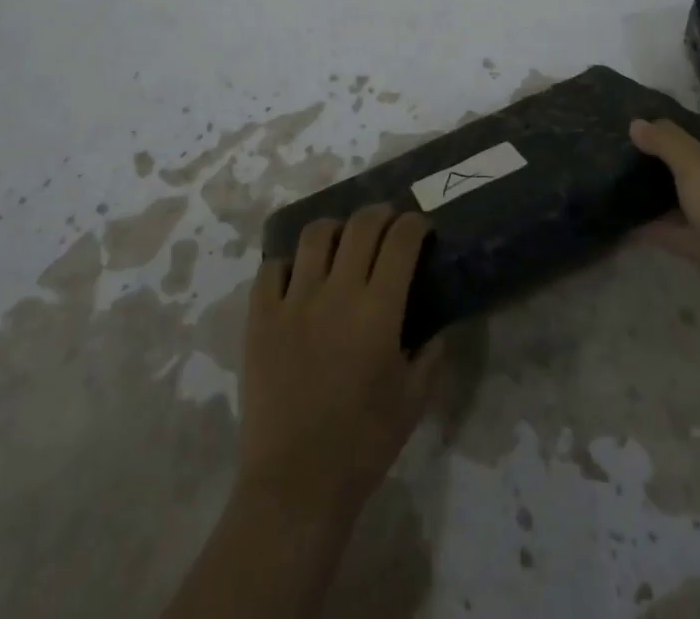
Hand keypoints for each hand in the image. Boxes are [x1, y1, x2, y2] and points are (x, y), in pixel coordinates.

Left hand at [238, 205, 444, 525]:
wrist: (296, 484)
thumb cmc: (364, 444)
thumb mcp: (414, 400)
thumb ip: (431, 354)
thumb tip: (439, 325)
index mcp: (378, 311)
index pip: (400, 241)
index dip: (414, 224)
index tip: (419, 228)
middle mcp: (337, 292)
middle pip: (360, 225)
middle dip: (380, 214)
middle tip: (387, 223)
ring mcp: (294, 301)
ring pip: (314, 235)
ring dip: (335, 228)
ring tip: (341, 241)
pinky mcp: (260, 318)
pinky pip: (271, 269)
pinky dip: (287, 265)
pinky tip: (297, 278)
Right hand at [630, 118, 699, 329]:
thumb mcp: (696, 166)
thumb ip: (665, 141)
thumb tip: (636, 123)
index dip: (689, 125)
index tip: (654, 125)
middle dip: (670, 158)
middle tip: (633, 149)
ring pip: (692, 198)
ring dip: (662, 192)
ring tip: (624, 177)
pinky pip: (682, 230)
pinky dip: (658, 226)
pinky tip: (628, 218)